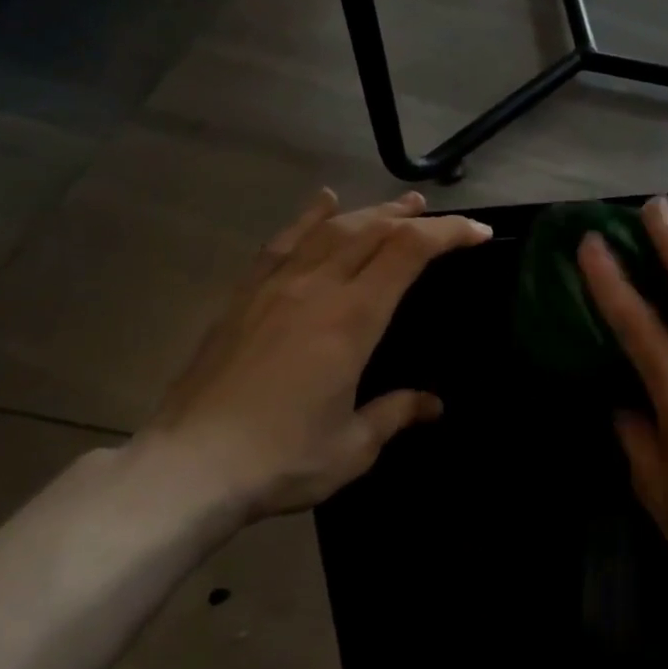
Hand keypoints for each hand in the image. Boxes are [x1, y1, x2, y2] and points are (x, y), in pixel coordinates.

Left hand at [133, 188, 490, 520]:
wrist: (188, 466)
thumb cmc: (281, 459)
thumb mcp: (353, 445)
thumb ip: (396, 413)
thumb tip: (432, 404)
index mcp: (352, 319)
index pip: (409, 252)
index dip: (449, 234)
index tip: (479, 234)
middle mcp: (317, 288)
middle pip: (373, 230)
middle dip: (414, 218)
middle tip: (441, 216)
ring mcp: (275, 286)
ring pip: (332, 229)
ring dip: (371, 211)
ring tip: (399, 204)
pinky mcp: (244, 295)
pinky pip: (283, 242)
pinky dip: (309, 217)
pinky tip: (324, 202)